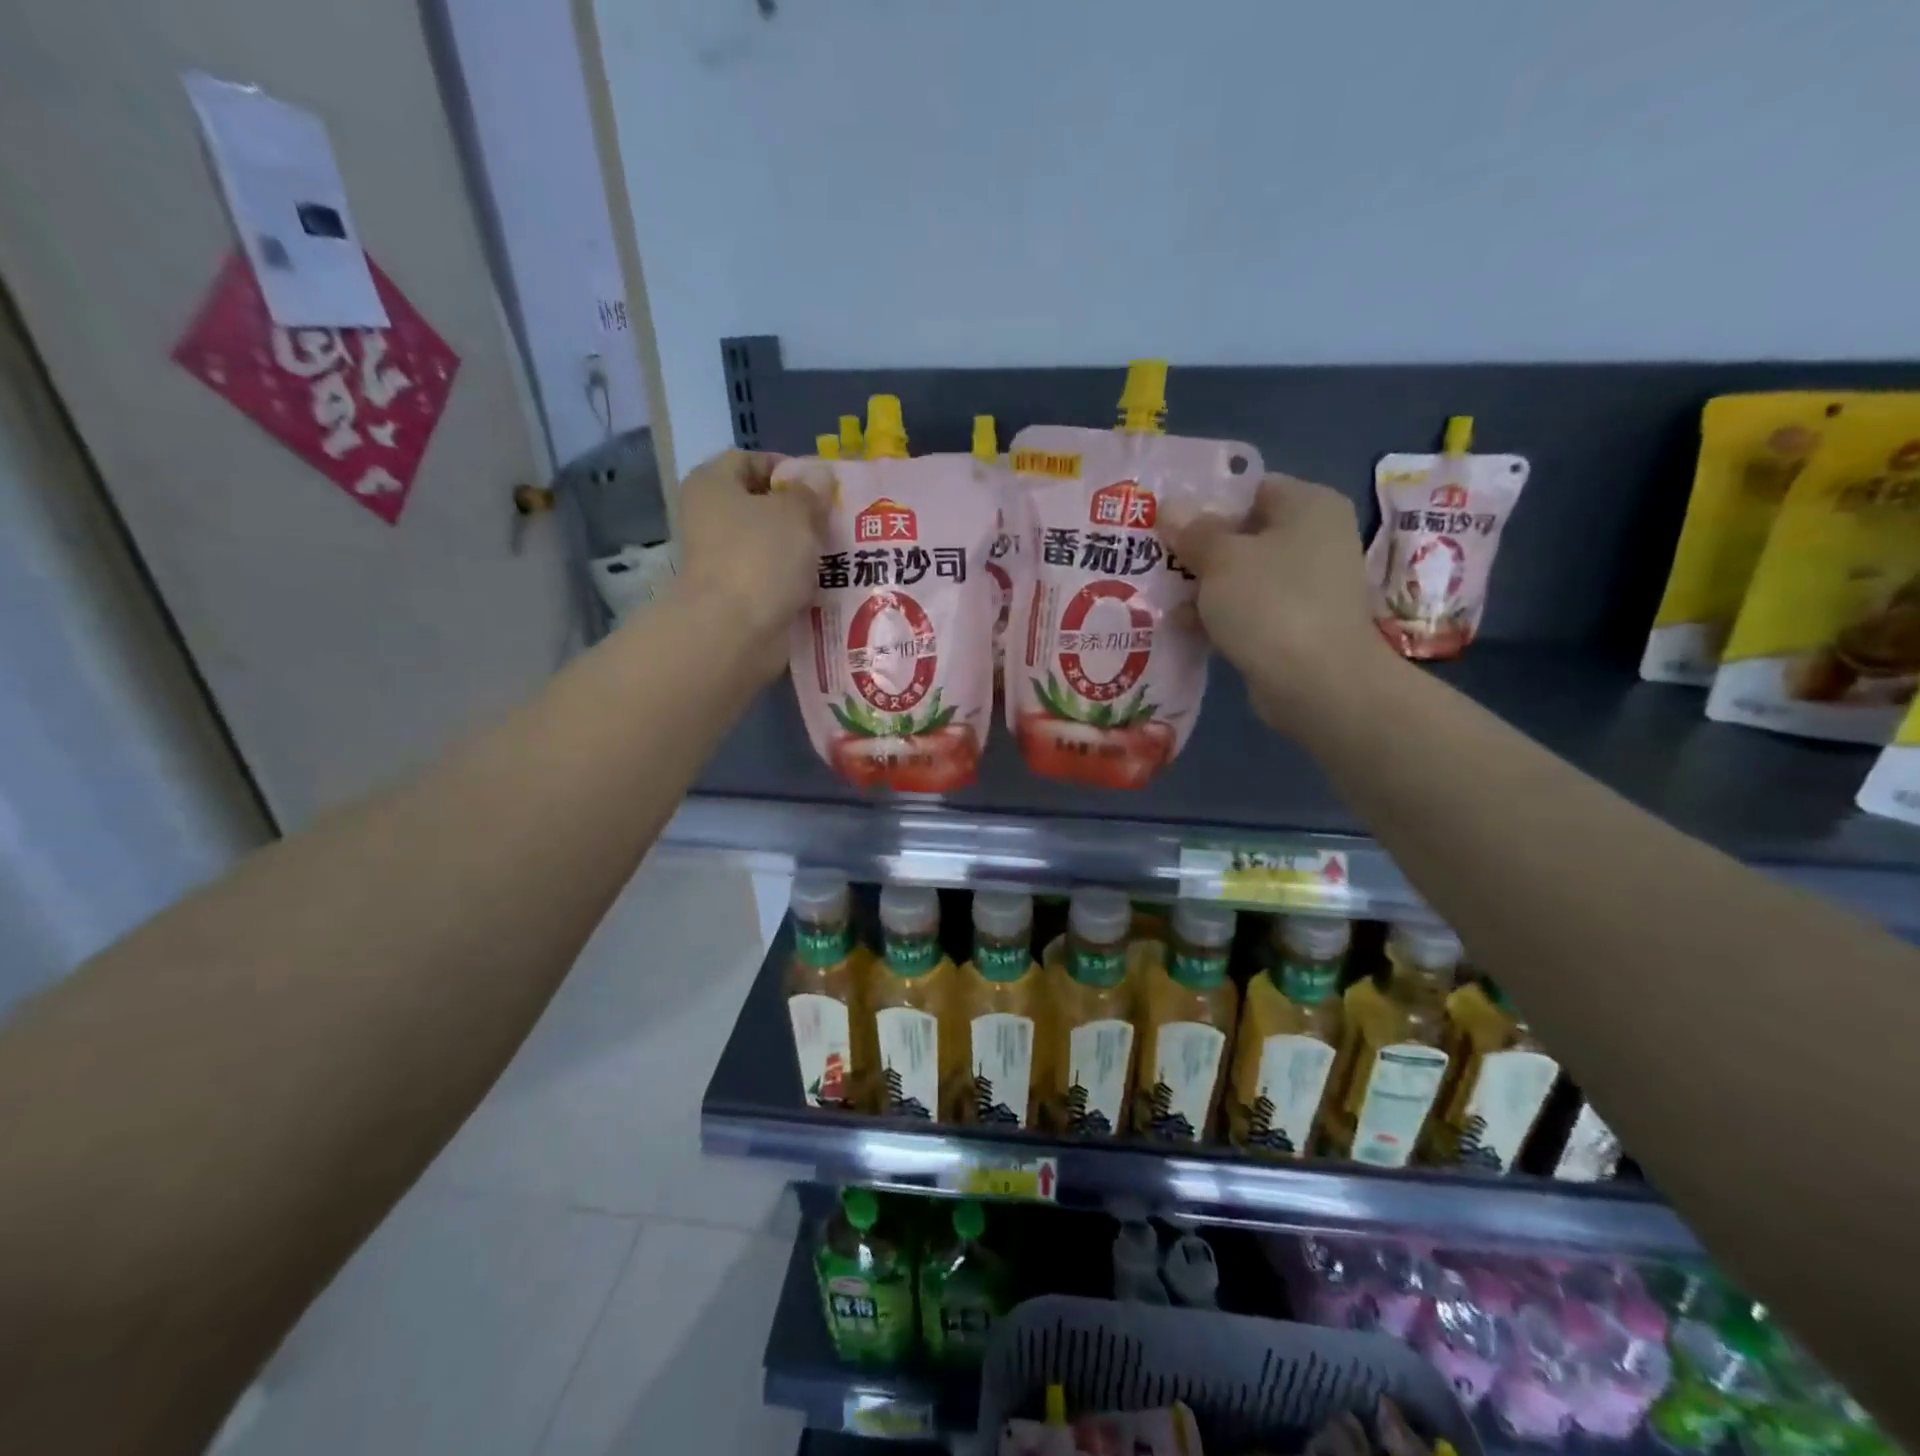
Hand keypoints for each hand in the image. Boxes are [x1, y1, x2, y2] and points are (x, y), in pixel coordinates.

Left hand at [672, 449, 826, 675]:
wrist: (734, 632)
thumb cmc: (760, 558)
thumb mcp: (795, 513)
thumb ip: (811, 491)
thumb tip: (820, 474)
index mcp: (712, 485)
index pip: (750, 460)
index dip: (788, 468)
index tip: (823, 487)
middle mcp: (710, 518)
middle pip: (762, 505)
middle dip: (802, 513)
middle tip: (838, 521)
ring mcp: (722, 560)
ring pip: (771, 545)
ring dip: (803, 549)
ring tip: (841, 553)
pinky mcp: (738, 595)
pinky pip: (774, 579)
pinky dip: (797, 581)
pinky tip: (827, 584)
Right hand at [1162, 473, 1400, 733]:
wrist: (1317, 682)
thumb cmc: (1270, 602)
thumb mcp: (1221, 558)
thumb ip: (1193, 530)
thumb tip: (1169, 506)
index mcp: (1309, 505)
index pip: (1251, 489)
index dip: (1206, 502)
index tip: (1166, 520)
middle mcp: (1315, 539)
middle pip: (1244, 534)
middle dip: (1198, 549)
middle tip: (1152, 557)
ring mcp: (1308, 585)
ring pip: (1242, 576)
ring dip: (1203, 586)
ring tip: (1157, 594)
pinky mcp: (1296, 625)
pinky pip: (1249, 610)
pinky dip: (1219, 615)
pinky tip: (1180, 625)